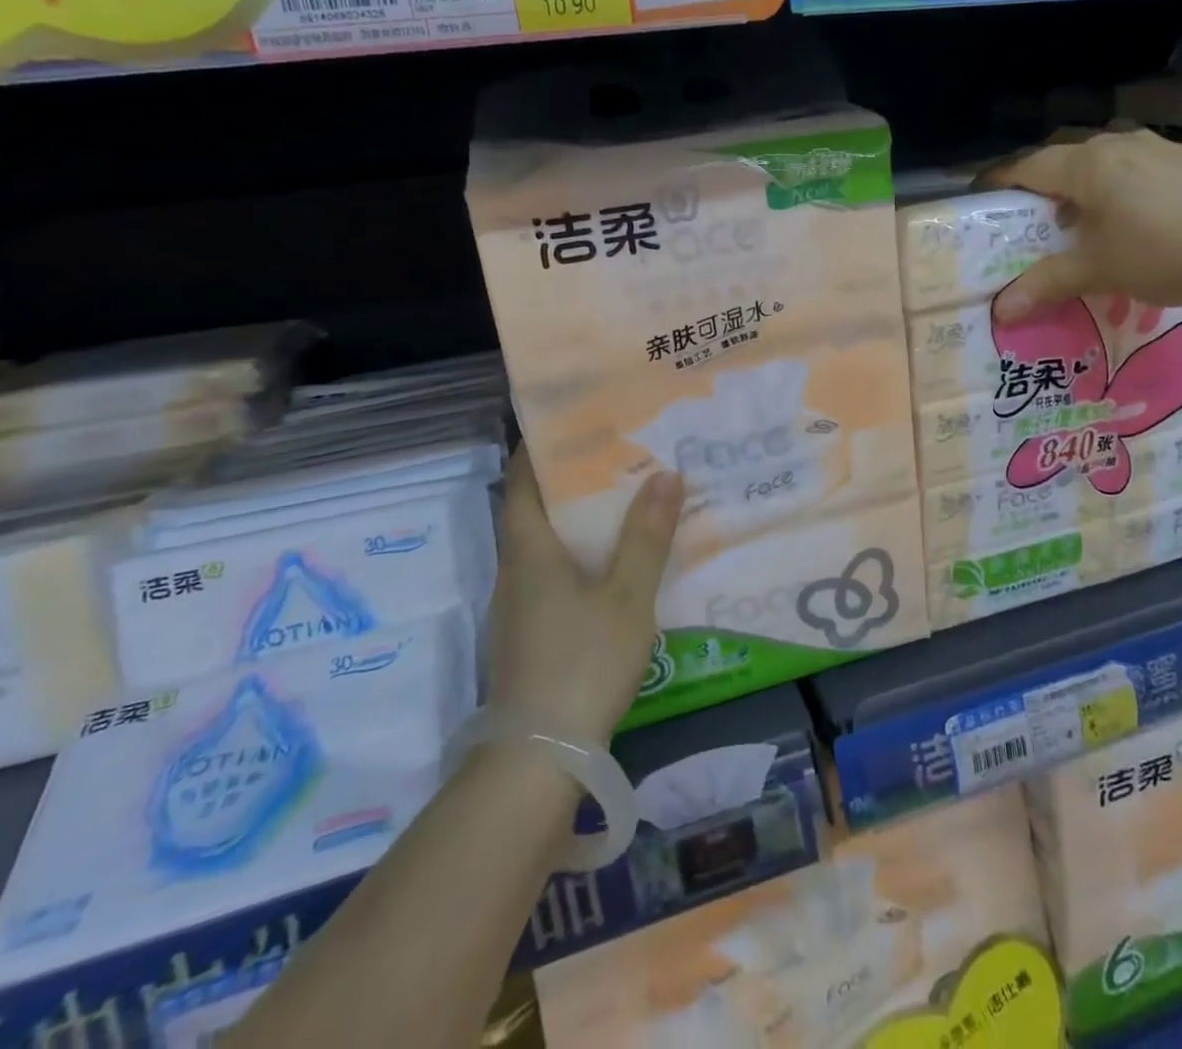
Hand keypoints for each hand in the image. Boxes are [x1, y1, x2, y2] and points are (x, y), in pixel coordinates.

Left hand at [488, 448, 682, 741]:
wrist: (539, 757)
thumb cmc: (582, 661)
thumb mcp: (627, 596)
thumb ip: (646, 536)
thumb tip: (665, 474)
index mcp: (530, 552)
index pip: (521, 483)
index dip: (538, 450)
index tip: (570, 425)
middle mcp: (515, 573)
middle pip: (533, 513)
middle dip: (569, 483)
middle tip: (616, 458)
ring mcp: (518, 609)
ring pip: (544, 548)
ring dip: (575, 523)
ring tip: (622, 503)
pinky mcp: (528, 637)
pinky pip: (551, 578)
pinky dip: (577, 558)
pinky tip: (611, 568)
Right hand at [987, 130, 1181, 320]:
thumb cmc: (1165, 251)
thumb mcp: (1099, 270)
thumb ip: (1047, 283)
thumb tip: (1001, 311)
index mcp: (1089, 164)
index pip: (1029, 165)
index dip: (999, 179)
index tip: (979, 194)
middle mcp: (1119, 144)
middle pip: (1064, 155)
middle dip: (1041, 180)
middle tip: (1029, 213)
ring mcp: (1158, 149)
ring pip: (1102, 158)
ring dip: (1081, 182)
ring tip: (1079, 217)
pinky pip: (1134, 165)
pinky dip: (1116, 185)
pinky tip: (1129, 216)